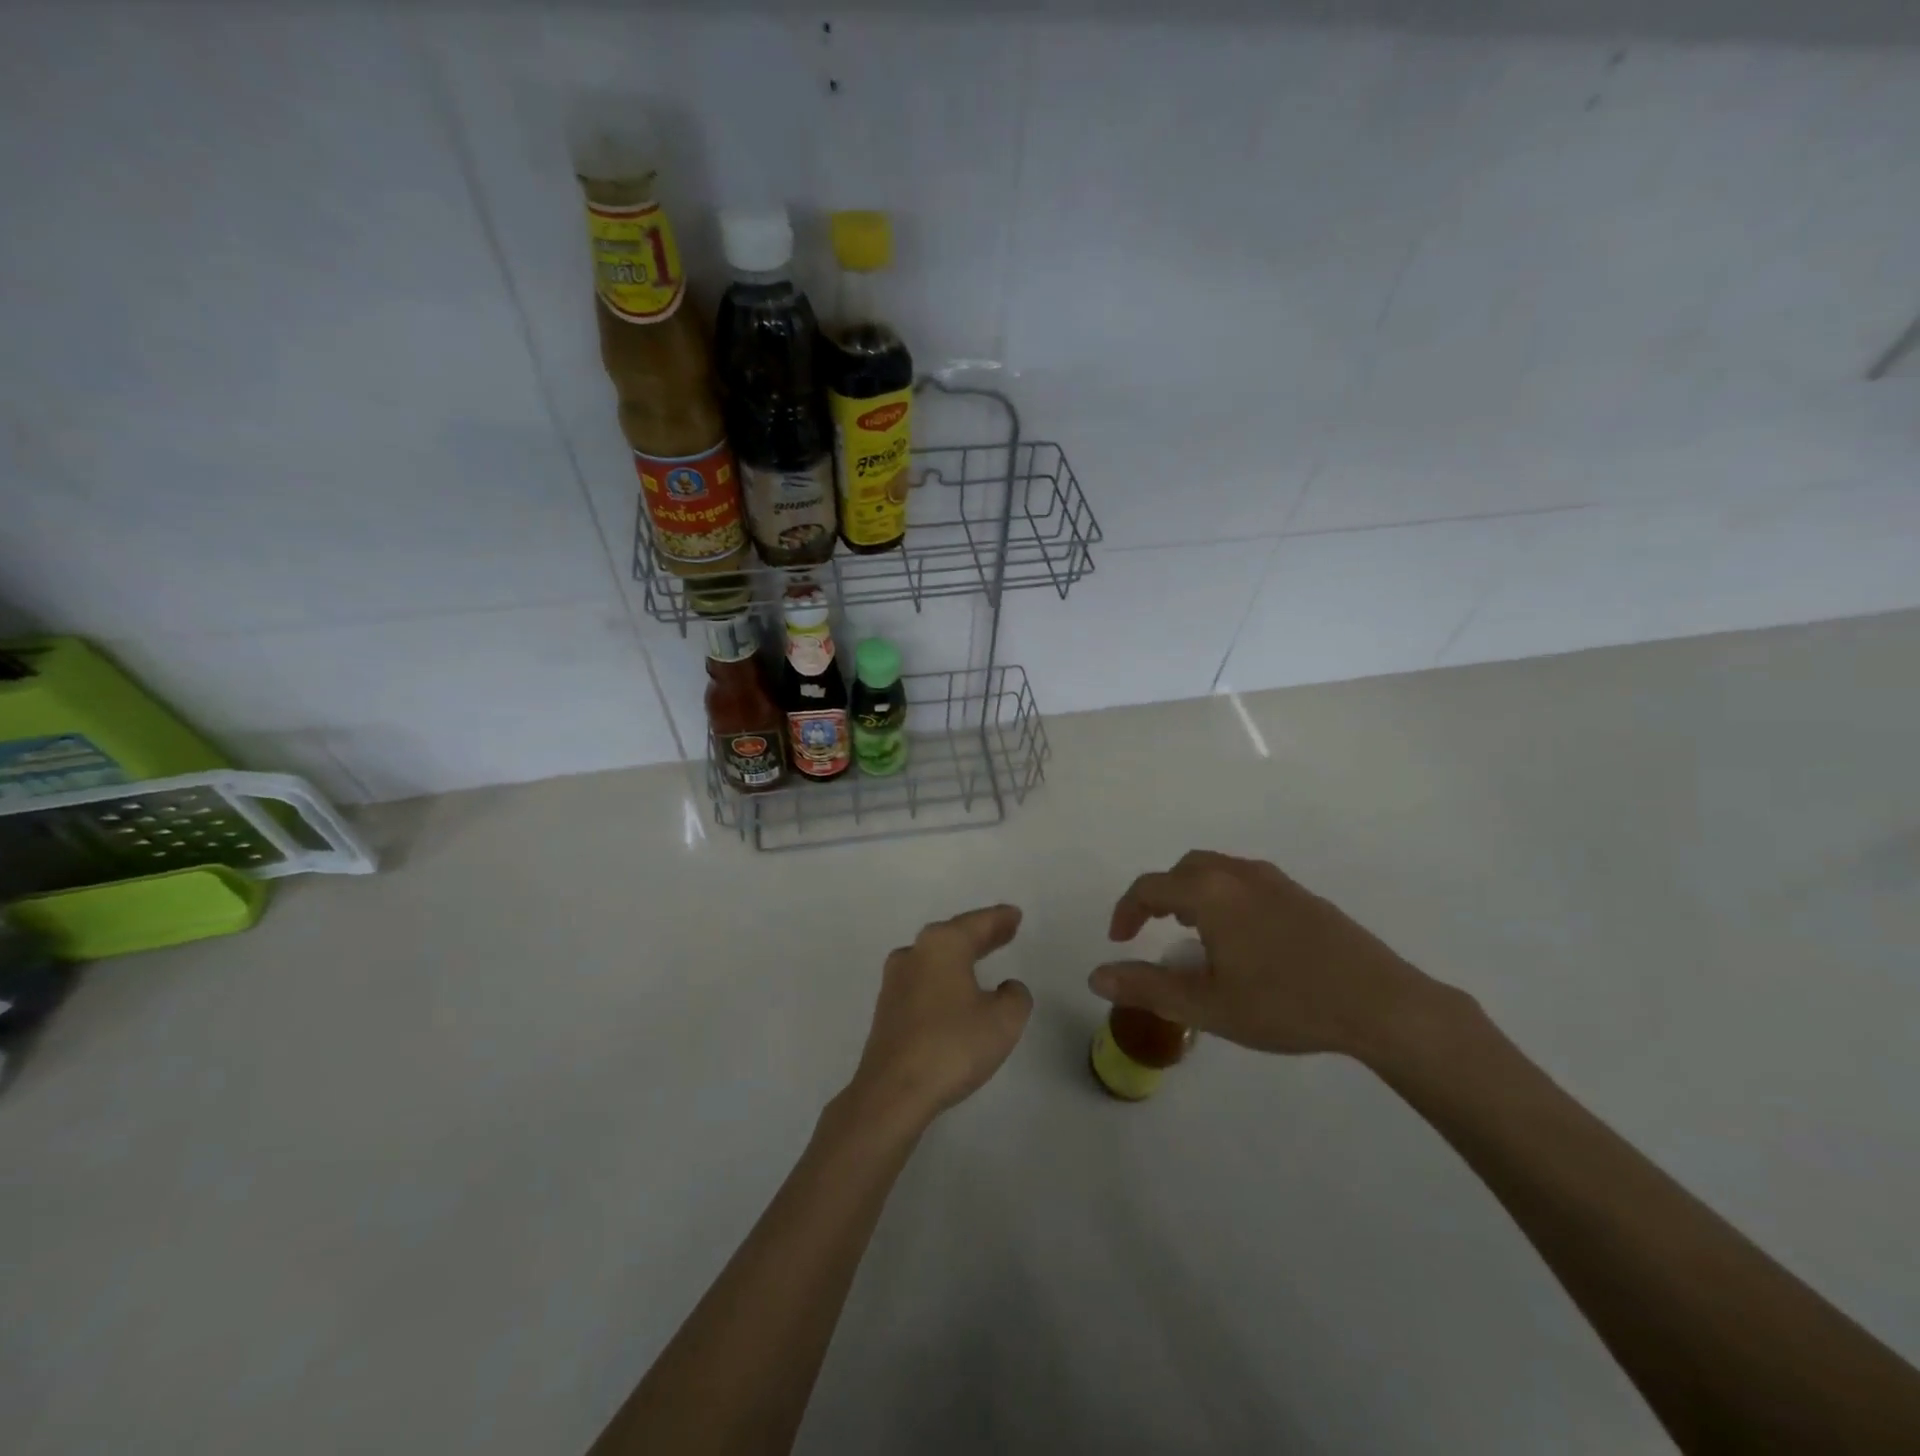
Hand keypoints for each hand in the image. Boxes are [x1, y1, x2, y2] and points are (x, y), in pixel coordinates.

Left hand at [844, 905, 1032, 1130]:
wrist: (893, 1091)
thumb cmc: (952, 1046)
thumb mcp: (1003, 1021)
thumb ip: (1014, 997)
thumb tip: (1006, 988)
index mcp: (943, 945)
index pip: (977, 923)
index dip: (999, 919)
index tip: (1014, 914)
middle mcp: (915, 953)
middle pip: (954, 936)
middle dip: (980, 934)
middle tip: (1004, 930)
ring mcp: (896, 981)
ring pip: (935, 958)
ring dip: (959, 956)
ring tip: (981, 956)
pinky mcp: (888, 1009)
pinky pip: (924, 980)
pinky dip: (944, 977)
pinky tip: (954, 991)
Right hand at [1089, 851, 1448, 1060]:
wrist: (1381, 1003)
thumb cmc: (1285, 1003)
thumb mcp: (1207, 1005)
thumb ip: (1146, 987)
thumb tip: (1096, 976)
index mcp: (1210, 893)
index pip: (1150, 888)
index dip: (1127, 911)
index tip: (1120, 941)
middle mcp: (1238, 874)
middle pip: (1183, 870)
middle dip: (1160, 896)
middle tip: (1154, 931)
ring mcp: (1275, 881)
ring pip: (1217, 871)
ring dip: (1193, 894)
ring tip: (1194, 934)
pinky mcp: (1302, 895)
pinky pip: (1246, 881)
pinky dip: (1224, 897)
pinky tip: (1242, 939)